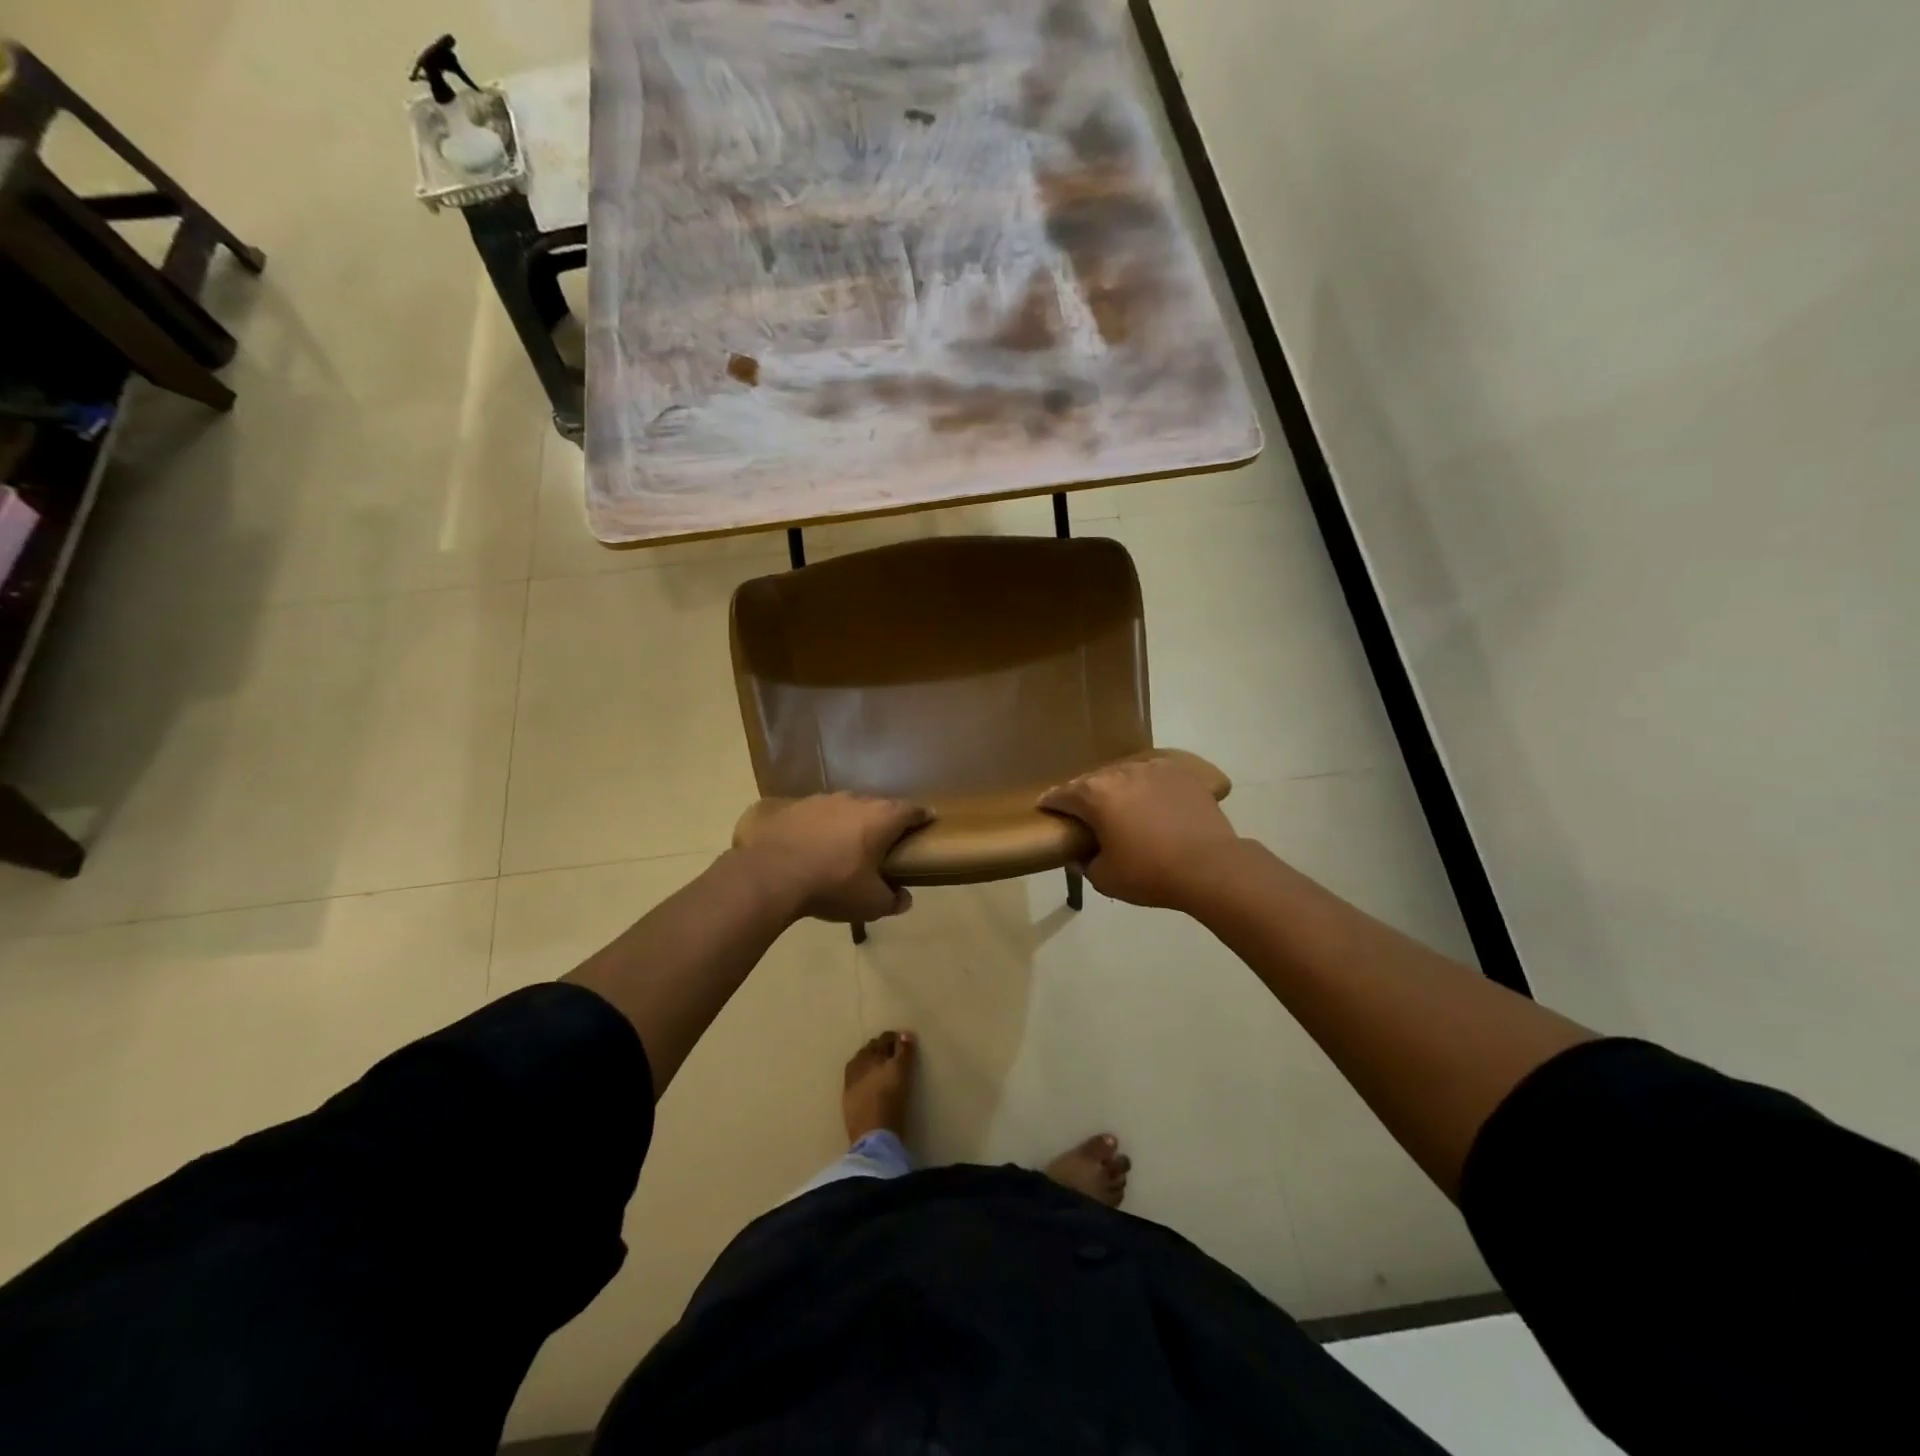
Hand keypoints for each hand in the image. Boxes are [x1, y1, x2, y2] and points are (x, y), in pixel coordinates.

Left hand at [735, 793, 931, 923]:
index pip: (911, 810)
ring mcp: (823, 800)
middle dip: (885, 821)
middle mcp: (856, 801)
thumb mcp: (870, 903)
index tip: (928, 820)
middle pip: (879, 806)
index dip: (922, 816)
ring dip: (851, 822)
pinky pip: (818, 815)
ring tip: (848, 842)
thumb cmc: (833, 884)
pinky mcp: (795, 807)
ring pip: (847, 808)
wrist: (772, 874)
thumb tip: (904, 899)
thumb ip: (892, 900)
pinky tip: (815, 844)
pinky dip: (822, 826)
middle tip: (886, 839)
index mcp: (882, 818)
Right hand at [1039, 758, 1240, 909]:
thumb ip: (1085, 863)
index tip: (1045, 808)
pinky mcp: (1181, 773)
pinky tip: (1151, 800)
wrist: (1210, 867)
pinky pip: (1154, 776)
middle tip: (1084, 813)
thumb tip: (1080, 855)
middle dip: (1084, 796)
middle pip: (1092, 781)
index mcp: (1095, 795)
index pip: (1062, 795)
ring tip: (1119, 806)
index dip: (1050, 803)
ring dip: (1116, 789)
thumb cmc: (1150, 873)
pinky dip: (1147, 787)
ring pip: (1124, 775)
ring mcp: (1153, 769)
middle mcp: (1120, 773)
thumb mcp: (1105, 878)